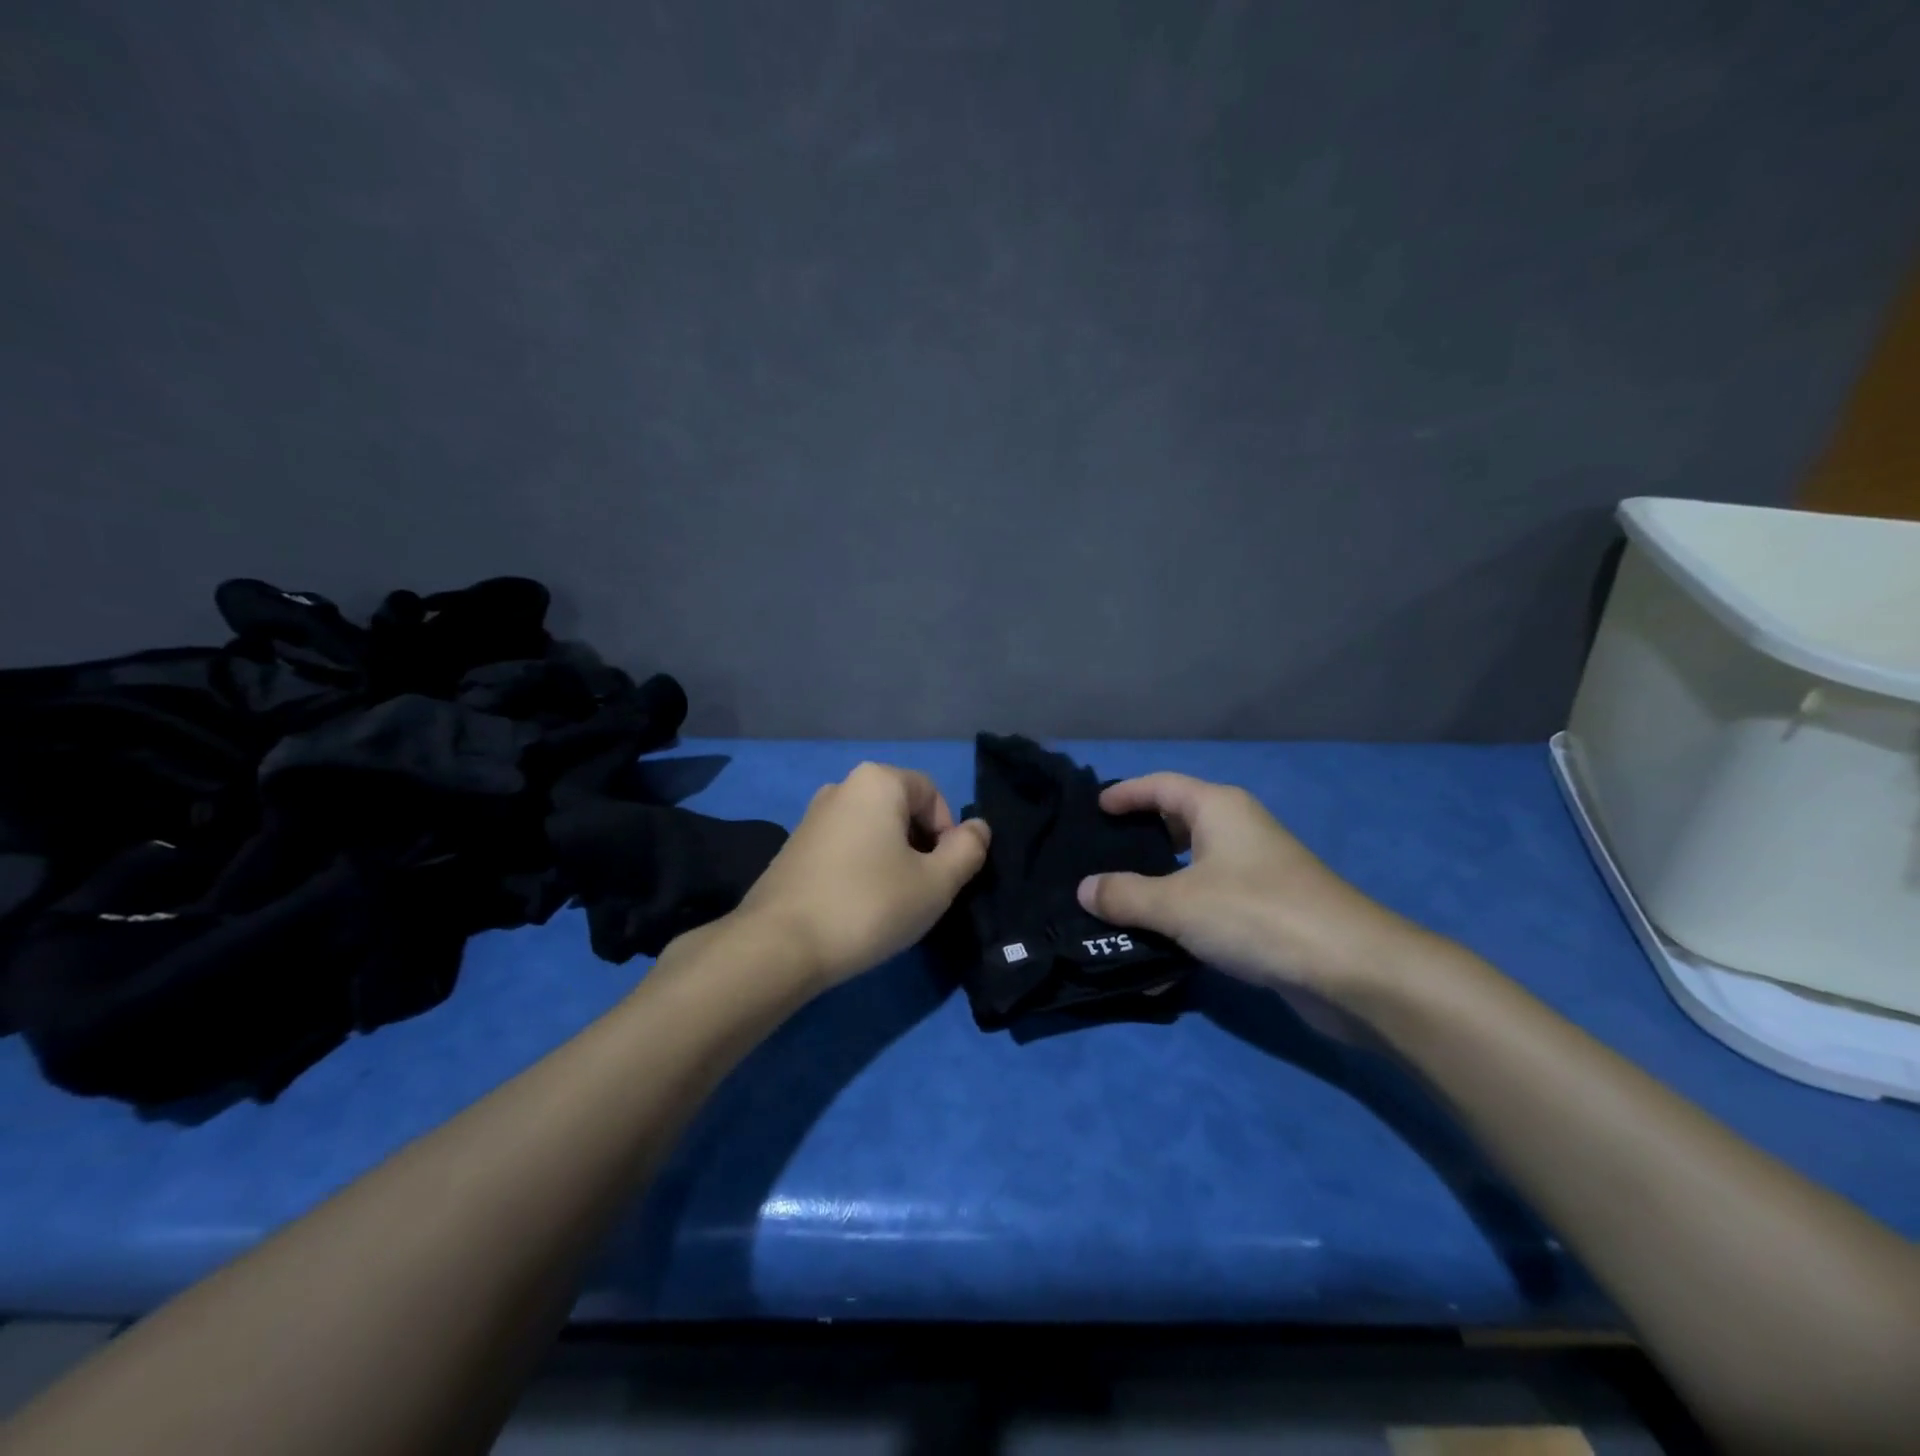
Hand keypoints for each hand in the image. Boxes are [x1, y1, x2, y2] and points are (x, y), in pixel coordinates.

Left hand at [732, 762, 989, 988]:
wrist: (778, 945)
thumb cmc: (868, 905)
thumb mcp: (936, 883)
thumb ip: (967, 851)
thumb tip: (978, 828)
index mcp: (877, 781)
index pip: (932, 793)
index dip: (948, 834)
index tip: (943, 876)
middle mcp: (841, 786)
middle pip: (901, 809)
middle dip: (921, 846)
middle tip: (921, 891)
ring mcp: (812, 816)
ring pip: (873, 830)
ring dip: (892, 859)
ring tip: (890, 902)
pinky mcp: (793, 847)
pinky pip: (845, 847)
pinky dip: (861, 868)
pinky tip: (857, 906)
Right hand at [1075, 773, 1431, 1003]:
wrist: (1349, 968)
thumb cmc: (1255, 914)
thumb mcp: (1177, 904)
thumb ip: (1125, 895)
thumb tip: (1085, 889)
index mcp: (1218, 808)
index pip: (1161, 785)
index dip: (1126, 793)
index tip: (1095, 809)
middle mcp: (1238, 830)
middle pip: (1177, 821)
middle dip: (1140, 837)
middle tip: (1100, 856)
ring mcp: (1256, 869)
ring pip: (1193, 864)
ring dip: (1158, 879)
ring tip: (1119, 897)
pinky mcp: (1267, 908)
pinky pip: (1210, 897)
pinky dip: (1182, 909)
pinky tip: (1160, 936)